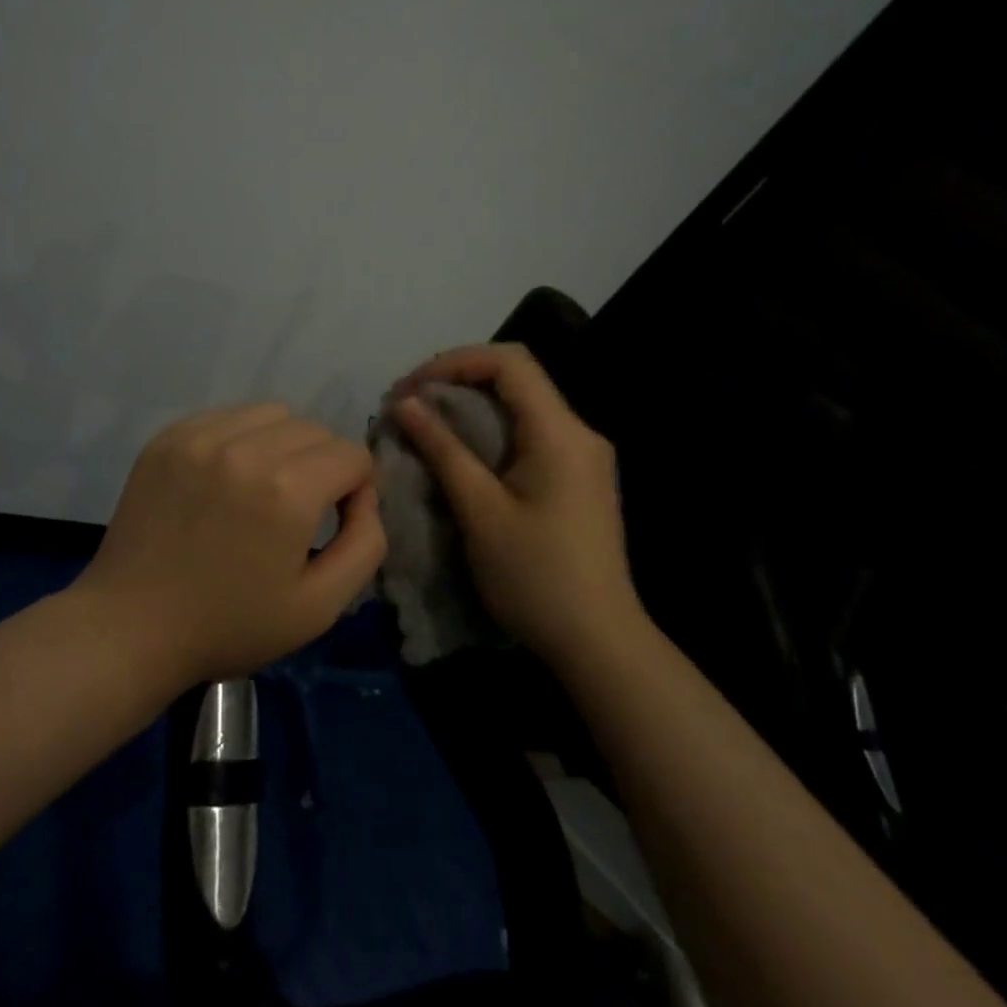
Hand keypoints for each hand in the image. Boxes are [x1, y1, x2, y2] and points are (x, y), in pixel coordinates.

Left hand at [72, 403, 386, 686]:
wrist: (131, 626)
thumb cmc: (230, 625)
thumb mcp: (320, 606)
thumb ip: (366, 543)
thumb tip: (364, 494)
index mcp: (288, 490)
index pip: (352, 454)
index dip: (356, 488)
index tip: (333, 520)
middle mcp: (246, 449)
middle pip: (315, 430)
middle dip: (322, 464)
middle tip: (297, 509)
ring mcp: (201, 437)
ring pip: (273, 414)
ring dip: (282, 444)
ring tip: (261, 487)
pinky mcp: (169, 436)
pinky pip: (228, 416)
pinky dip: (241, 438)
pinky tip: (225, 478)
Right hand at [389, 344, 640, 667]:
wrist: (600, 644)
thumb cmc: (536, 577)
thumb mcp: (480, 511)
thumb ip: (443, 449)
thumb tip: (406, 403)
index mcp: (560, 431)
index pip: (509, 362)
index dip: (454, 362)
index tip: (411, 388)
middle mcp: (579, 431)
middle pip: (517, 376)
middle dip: (458, 379)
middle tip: (411, 403)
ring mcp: (583, 454)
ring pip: (522, 404)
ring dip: (472, 404)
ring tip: (426, 422)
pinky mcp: (578, 476)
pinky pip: (530, 431)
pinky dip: (491, 428)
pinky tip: (462, 450)